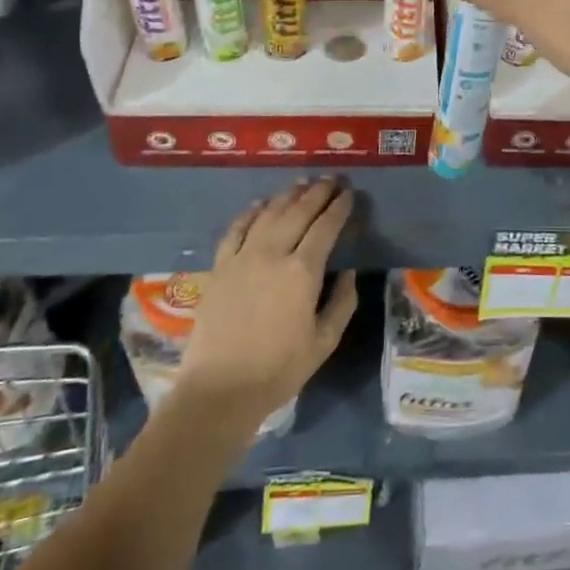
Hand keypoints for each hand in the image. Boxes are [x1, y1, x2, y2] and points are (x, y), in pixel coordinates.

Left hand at [174, 178, 358, 426]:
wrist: (219, 390)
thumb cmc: (279, 370)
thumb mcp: (324, 341)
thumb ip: (342, 302)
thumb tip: (347, 271)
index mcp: (303, 271)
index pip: (326, 227)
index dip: (339, 207)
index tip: (350, 193)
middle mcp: (273, 253)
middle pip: (298, 211)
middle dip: (318, 192)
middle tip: (332, 179)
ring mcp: (242, 257)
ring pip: (269, 214)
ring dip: (288, 195)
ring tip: (303, 182)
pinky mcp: (219, 267)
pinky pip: (236, 229)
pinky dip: (251, 212)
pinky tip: (260, 204)